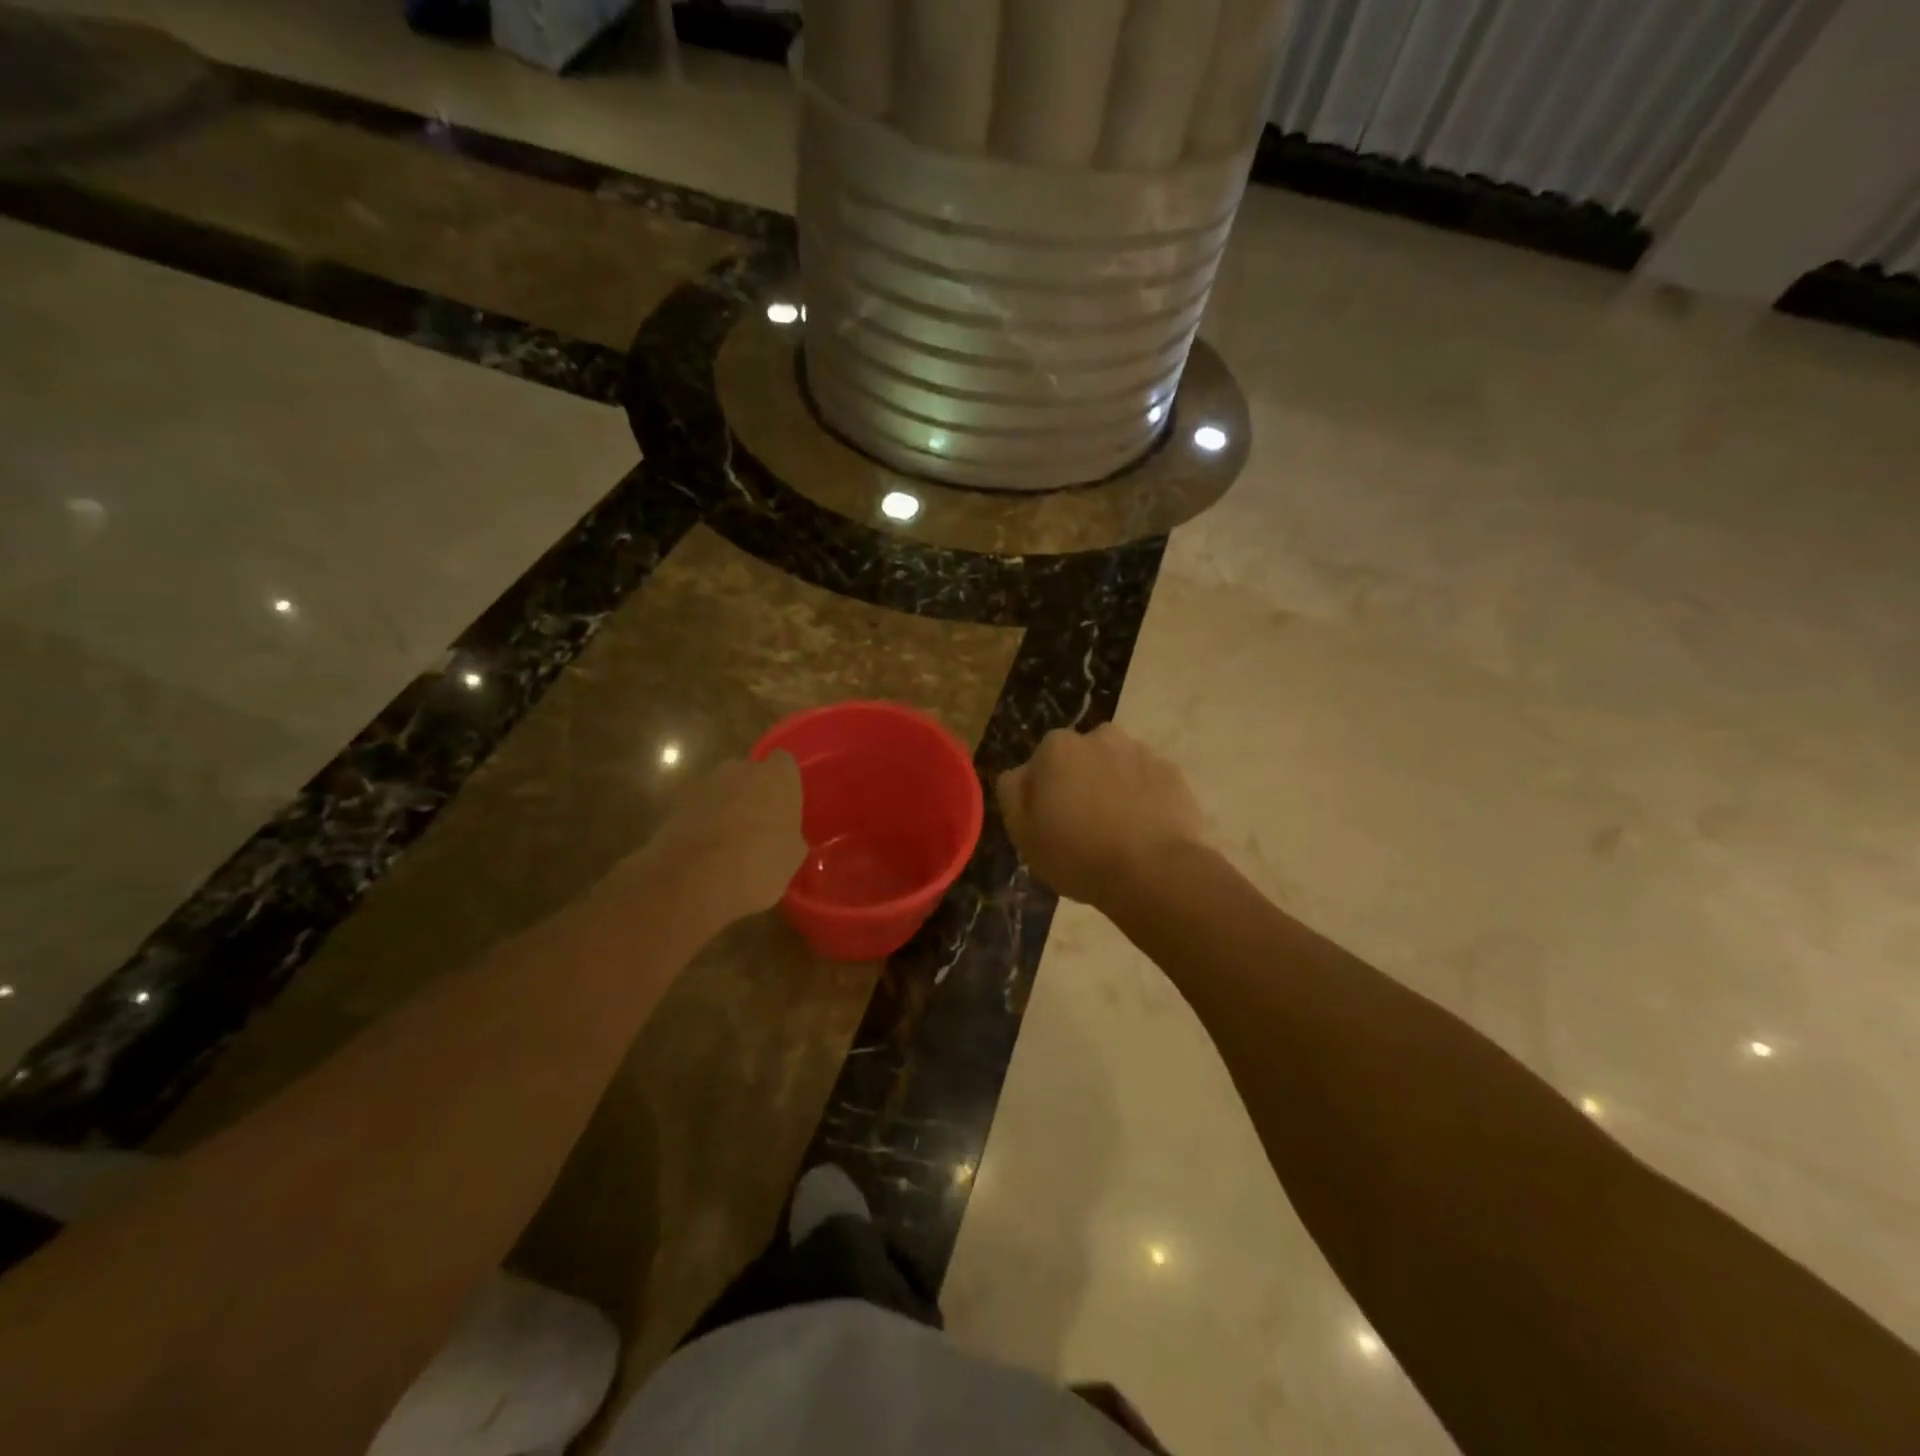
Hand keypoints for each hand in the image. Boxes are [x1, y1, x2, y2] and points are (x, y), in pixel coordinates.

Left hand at [631, 753, 806, 935]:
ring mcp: (705, 783)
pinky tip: (705, 852)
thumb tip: (786, 838)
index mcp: (777, 777)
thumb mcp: (792, 857)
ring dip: (725, 807)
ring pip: (722, 790)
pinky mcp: (676, 803)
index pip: (784, 764)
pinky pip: (698, 808)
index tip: (785, 805)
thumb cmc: (759, 864)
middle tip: (759, 825)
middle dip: (753, 793)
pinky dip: (701, 823)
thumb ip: (790, 837)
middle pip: (750, 774)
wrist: (694, 879)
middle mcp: (741, 769)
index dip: (784, 784)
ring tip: (729, 843)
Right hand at [996, 724, 1204, 906]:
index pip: (1040, 764)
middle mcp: (1101, 737)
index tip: (1050, 823)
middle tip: (1083, 827)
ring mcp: (1142, 753)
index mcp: (1058, 747)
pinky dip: (1144, 801)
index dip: (1043, 794)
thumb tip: (1021, 775)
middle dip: (1080, 783)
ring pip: (1117, 768)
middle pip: (1081, 760)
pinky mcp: (1174, 774)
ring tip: (1118, 833)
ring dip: (1113, 789)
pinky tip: (1144, 833)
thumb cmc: (1077, 854)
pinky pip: (1149, 784)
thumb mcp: (1022, 832)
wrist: (1154, 873)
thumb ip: (1012, 793)